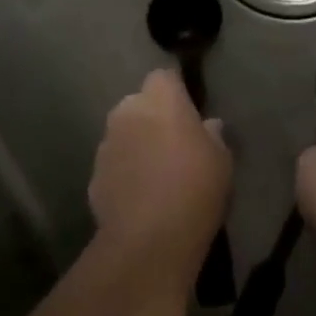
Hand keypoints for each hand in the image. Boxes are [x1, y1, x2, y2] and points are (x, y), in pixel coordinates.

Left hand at [88, 70, 231, 253]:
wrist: (150, 238)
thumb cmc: (196, 187)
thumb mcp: (221, 160)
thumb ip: (213, 136)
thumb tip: (209, 125)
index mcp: (161, 100)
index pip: (164, 77)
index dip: (175, 91)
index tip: (189, 111)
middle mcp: (127, 112)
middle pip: (139, 104)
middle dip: (153, 117)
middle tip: (175, 143)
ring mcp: (106, 144)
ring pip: (124, 134)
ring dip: (137, 145)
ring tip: (157, 173)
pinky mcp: (94, 175)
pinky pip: (114, 164)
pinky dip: (125, 172)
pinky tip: (141, 196)